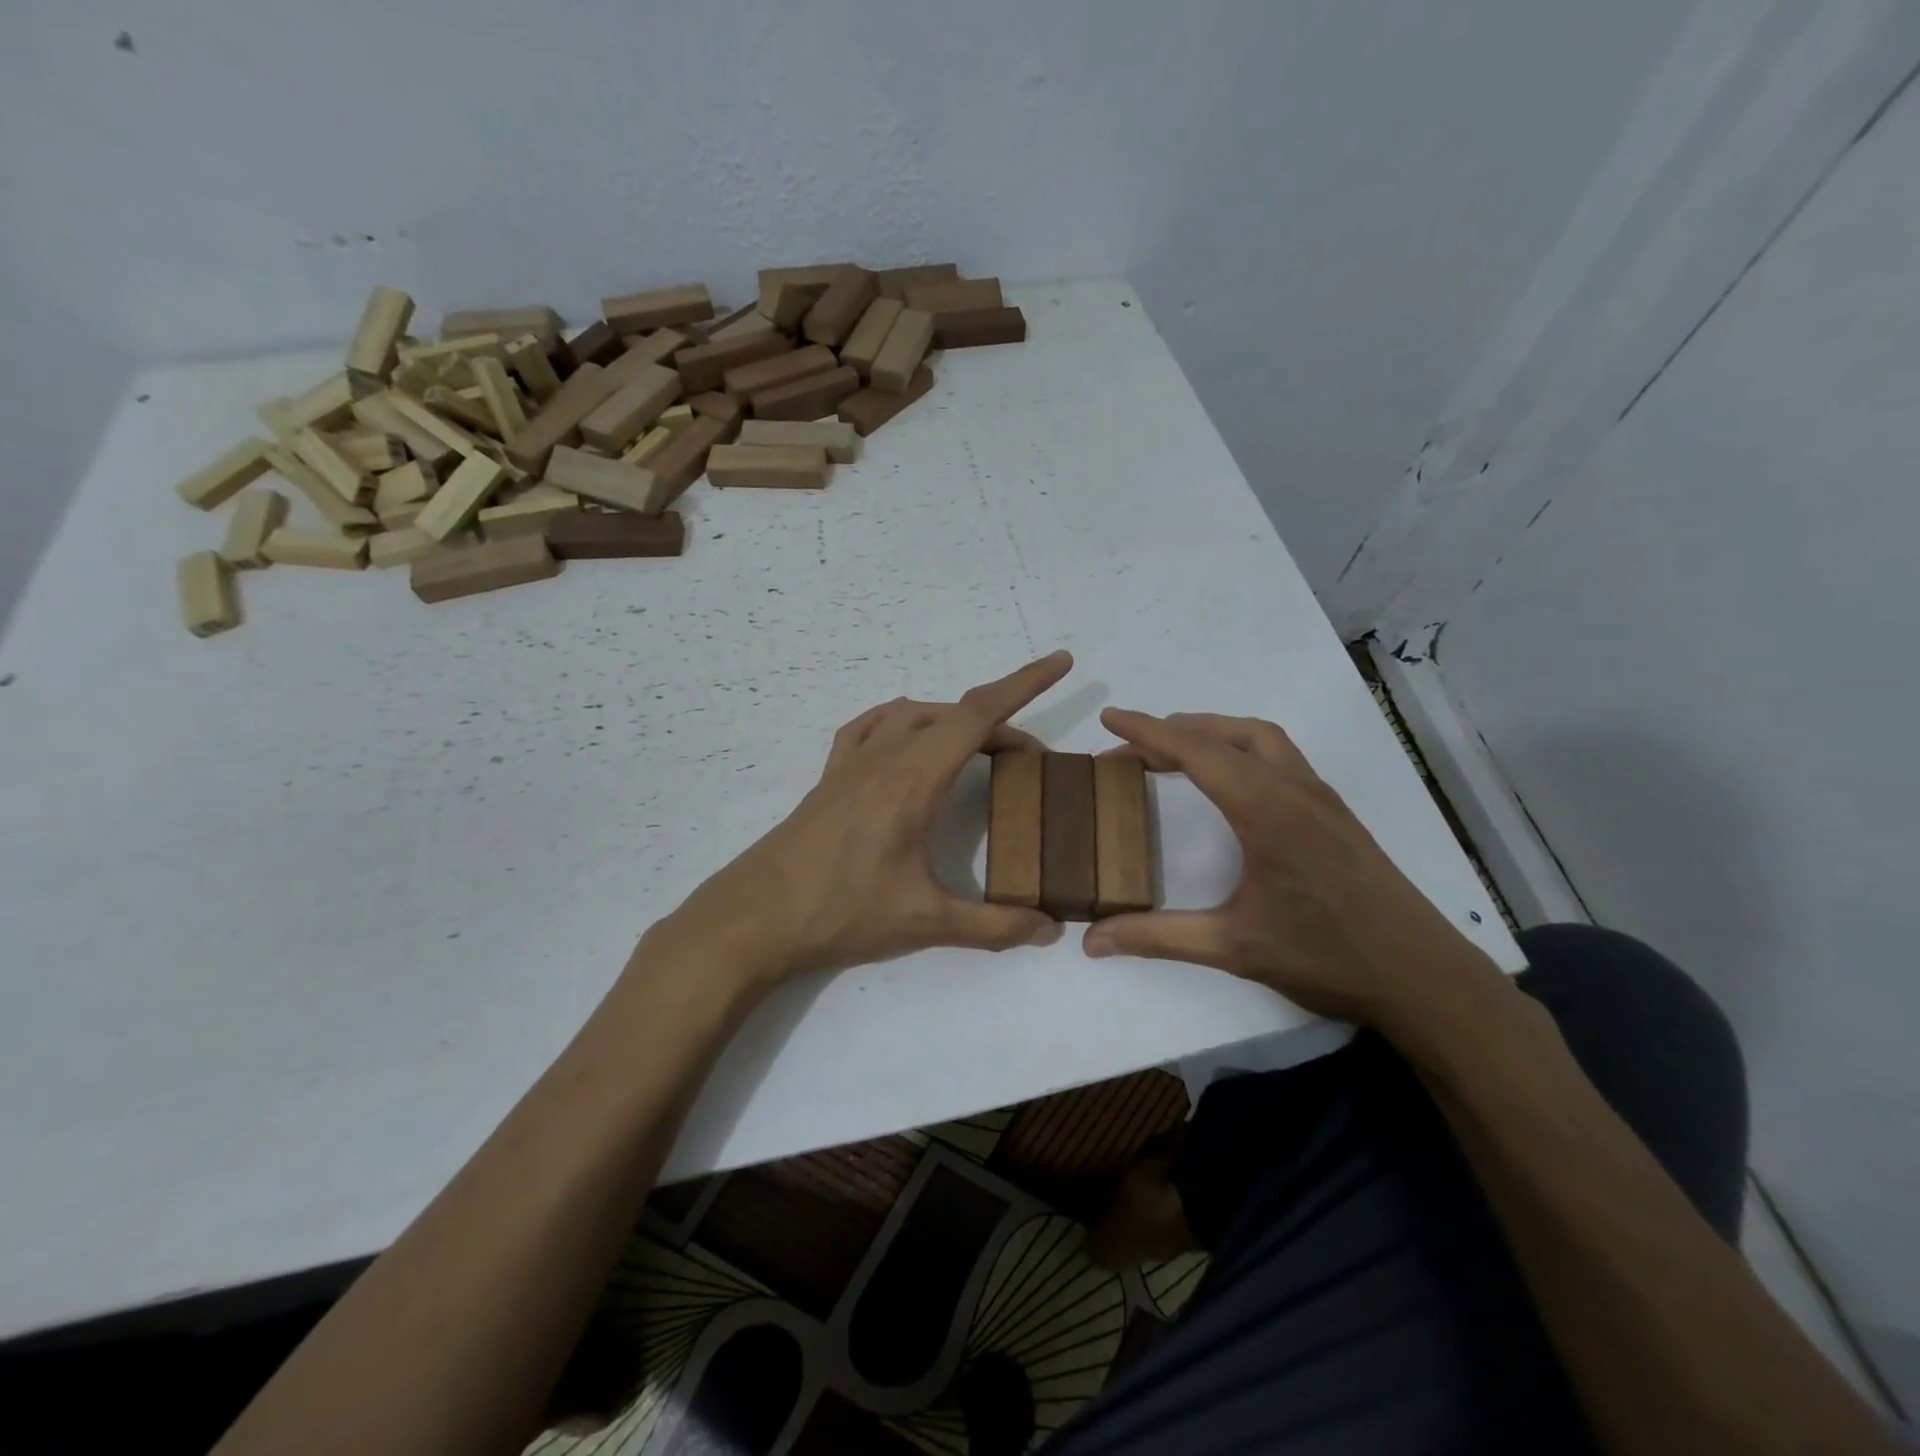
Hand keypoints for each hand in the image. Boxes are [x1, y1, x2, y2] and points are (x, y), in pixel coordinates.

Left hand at [658, 653, 1072, 988]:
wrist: (755, 918)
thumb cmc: (840, 912)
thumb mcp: (924, 923)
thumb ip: (993, 926)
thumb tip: (1051, 930)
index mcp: (913, 779)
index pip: (978, 715)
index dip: (1024, 683)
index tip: (1061, 663)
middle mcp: (884, 757)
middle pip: (953, 714)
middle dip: (1000, 725)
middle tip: (1028, 764)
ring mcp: (851, 763)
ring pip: (913, 715)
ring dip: (953, 722)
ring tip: (978, 752)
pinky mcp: (829, 778)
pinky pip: (870, 728)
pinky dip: (901, 722)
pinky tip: (906, 742)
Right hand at [1083, 710, 1502, 1029]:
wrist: (1423, 977)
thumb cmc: (1326, 957)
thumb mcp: (1232, 946)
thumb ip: (1157, 937)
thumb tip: (1092, 940)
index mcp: (1265, 809)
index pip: (1196, 752)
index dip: (1147, 730)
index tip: (1110, 716)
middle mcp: (1294, 789)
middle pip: (1228, 734)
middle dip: (1176, 730)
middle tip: (1134, 746)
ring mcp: (1321, 797)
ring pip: (1261, 738)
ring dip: (1214, 734)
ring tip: (1176, 753)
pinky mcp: (1335, 812)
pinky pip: (1280, 756)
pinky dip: (1242, 750)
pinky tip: (1231, 782)